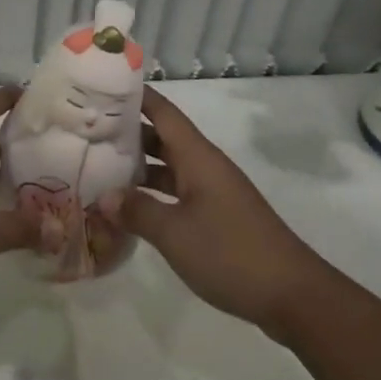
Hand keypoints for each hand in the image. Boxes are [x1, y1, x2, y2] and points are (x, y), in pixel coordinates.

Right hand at [119, 87, 335, 334]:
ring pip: (170, 165)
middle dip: (129, 131)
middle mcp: (205, 165)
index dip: (137, 96)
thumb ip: (138, 210)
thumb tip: (105, 195)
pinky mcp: (218, 216)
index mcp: (197, 156)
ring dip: (140, 164)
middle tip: (89, 128)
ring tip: (101, 164)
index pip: (164, 111)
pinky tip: (132, 206)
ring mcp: (213, 191)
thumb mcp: (175, 233)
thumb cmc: (230, 252)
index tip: (104, 86)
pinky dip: (155, 192)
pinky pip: (179, 191)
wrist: (291, 293)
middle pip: (164, 136)